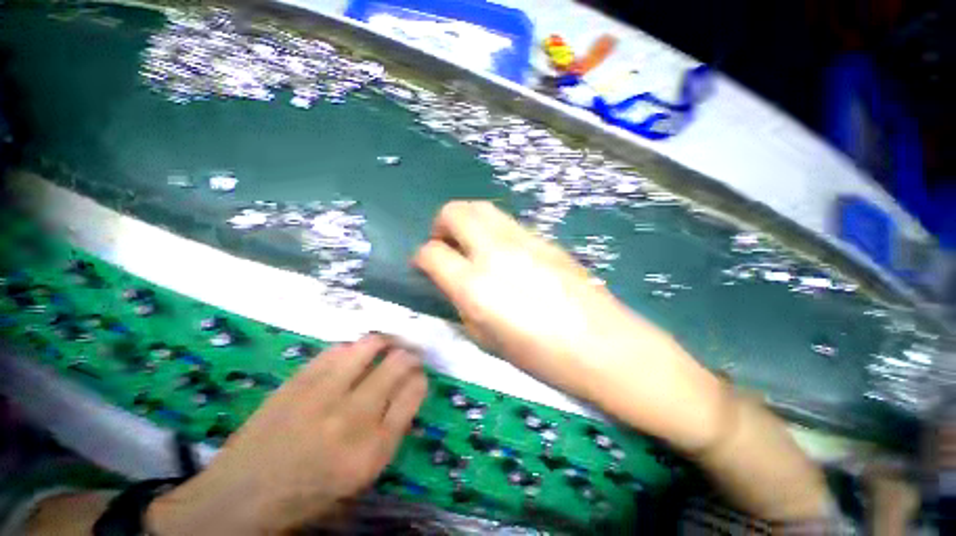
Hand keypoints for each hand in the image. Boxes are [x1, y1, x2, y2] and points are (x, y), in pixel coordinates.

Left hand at [146, 335, 427, 534]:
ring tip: (387, 345)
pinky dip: (353, 347)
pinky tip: (353, 355)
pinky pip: (338, 348)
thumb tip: (409, 388)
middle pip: (399, 363)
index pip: (414, 391)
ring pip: (371, 345)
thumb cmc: (311, 491)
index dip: (420, 376)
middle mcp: (353, 416)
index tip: (418, 374)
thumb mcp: (364, 474)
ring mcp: (323, 393)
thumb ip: (392, 428)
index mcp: (374, 447)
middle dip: (410, 354)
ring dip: (385, 342)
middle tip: (409, 354)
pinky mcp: (298, 380)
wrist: (243, 495)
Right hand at [413, 201, 724, 451]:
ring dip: (467, 221)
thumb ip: (462, 301)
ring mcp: (522, 239)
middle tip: (446, 245)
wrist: (601, 343)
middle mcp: (494, 252)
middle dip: (441, 224)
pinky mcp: (544, 237)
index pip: (431, 252)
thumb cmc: (540, 354)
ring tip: (472, 244)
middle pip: (454, 211)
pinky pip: (507, 222)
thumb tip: (451, 279)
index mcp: (474, 285)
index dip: (421, 257)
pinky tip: (504, 252)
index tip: (424, 265)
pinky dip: (493, 229)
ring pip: (482, 208)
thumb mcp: (486, 337)